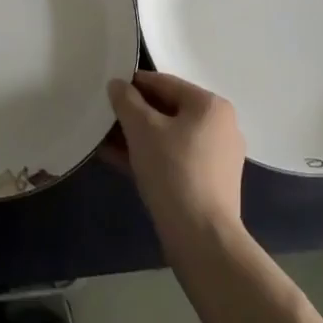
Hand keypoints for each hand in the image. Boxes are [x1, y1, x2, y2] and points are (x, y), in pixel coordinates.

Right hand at [104, 71, 245, 247]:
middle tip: (103, 116)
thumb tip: (117, 85)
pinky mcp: (208, 184)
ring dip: (136, 137)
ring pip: (168, 137)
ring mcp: (216, 157)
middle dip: (132, 114)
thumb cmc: (173, 171)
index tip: (106, 90)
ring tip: (103, 138)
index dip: (132, 84)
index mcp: (210, 106)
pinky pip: (173, 159)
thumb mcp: (142, 129)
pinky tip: (117, 160)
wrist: (202, 239)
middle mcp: (219, 126)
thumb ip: (126, 101)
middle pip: (167, 110)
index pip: (164, 83)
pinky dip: (148, 156)